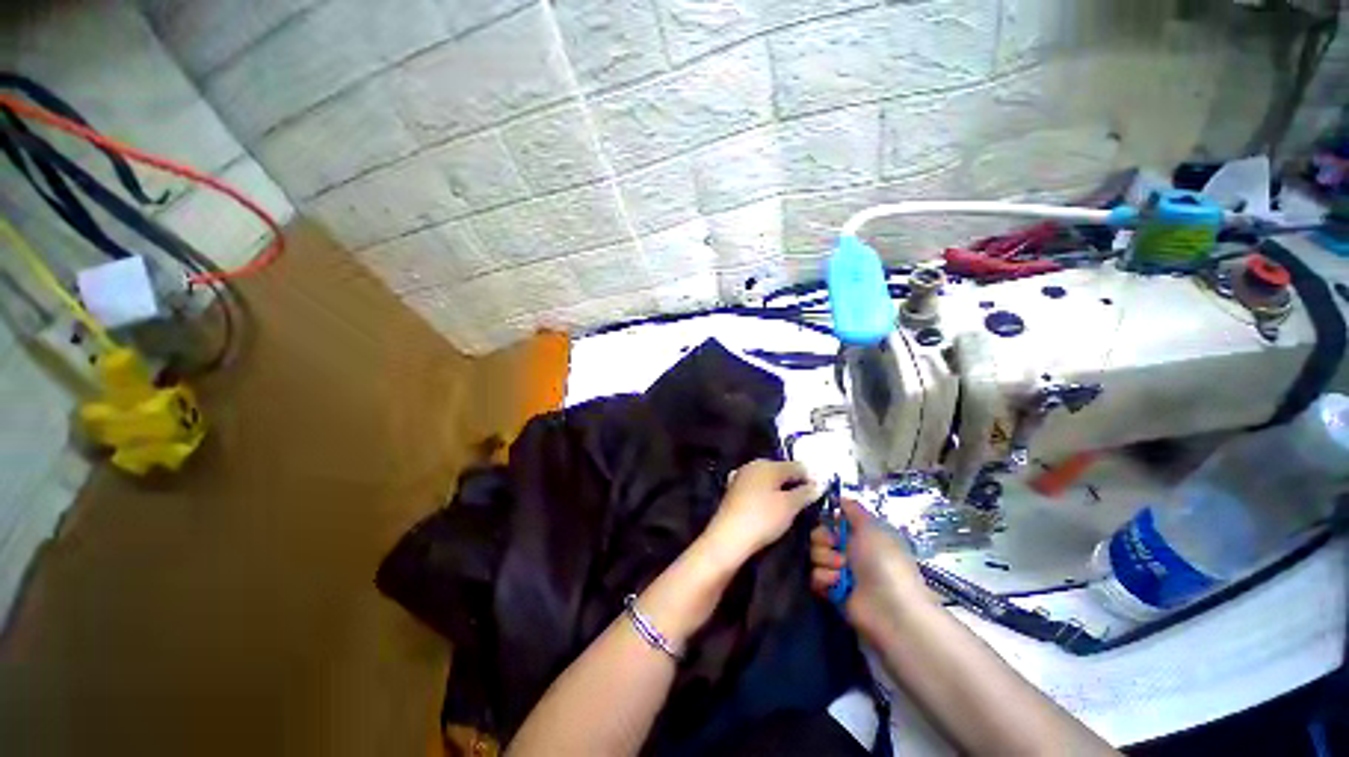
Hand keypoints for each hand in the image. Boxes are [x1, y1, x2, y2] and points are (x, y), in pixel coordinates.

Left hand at [700, 460, 816, 567]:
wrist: (729, 538)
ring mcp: (741, 478)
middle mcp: (753, 466)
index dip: (810, 478)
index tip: (821, 493)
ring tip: (791, 508)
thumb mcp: (789, 506)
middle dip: (794, 484)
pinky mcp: (734, 492)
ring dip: (780, 491)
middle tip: (806, 502)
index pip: (796, 466)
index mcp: (767, 464)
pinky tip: (771, 509)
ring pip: (768, 481)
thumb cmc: (762, 518)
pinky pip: (757, 490)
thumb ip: (805, 493)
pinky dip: (767, 497)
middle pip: (780, 472)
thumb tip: (817, 484)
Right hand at [810, 500, 936, 642]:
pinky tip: (837, 584)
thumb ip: (853, 509)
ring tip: (842, 571)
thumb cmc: (884, 561)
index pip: (831, 519)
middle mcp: (848, 550)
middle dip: (823, 539)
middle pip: (817, 534)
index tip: (829, 521)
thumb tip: (839, 497)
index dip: (826, 519)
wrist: (889, 608)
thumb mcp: (872, 526)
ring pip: (813, 554)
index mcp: (860, 534)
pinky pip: (813, 575)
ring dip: (826, 560)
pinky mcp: (830, 590)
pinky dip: (824, 578)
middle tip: (837, 547)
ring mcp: (838, 571)